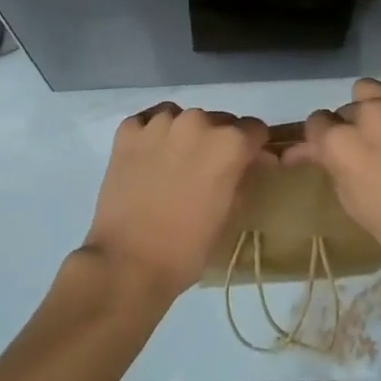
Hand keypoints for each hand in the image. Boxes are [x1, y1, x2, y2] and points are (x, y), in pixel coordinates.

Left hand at [81, 103, 271, 298]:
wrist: (126, 263)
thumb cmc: (186, 249)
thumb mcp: (228, 215)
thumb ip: (242, 179)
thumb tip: (250, 163)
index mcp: (229, 144)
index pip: (254, 129)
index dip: (253, 147)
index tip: (246, 162)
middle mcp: (197, 122)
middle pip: (218, 121)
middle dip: (218, 141)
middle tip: (206, 171)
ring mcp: (160, 123)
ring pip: (182, 117)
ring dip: (185, 135)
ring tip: (173, 164)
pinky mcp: (128, 130)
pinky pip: (148, 121)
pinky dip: (152, 134)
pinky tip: (148, 157)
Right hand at [284, 53, 380, 284]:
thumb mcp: (354, 206)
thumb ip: (331, 167)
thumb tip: (313, 149)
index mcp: (342, 143)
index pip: (316, 123)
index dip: (322, 140)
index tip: (333, 154)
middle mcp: (368, 113)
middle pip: (346, 109)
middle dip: (352, 129)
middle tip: (373, 154)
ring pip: (371, 89)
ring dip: (374, 107)